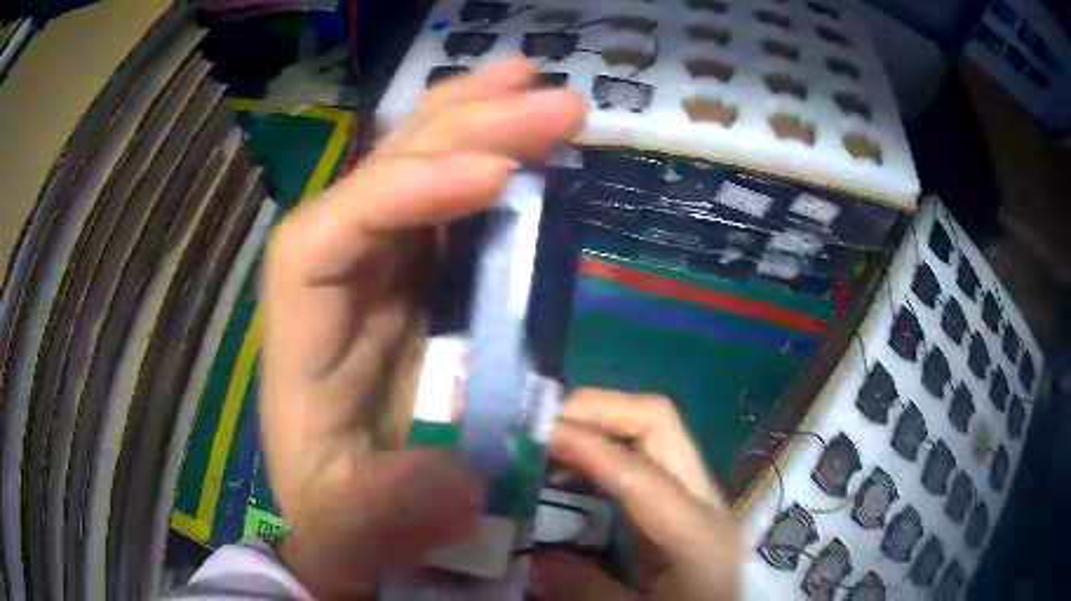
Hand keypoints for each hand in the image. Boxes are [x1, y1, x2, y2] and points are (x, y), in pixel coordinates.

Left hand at [260, 58, 584, 598]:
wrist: (354, 527)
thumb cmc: (344, 525)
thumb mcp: (353, 537)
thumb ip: (384, 518)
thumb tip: (458, 479)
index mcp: (300, 342)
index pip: (324, 238)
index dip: (399, 194)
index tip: (494, 176)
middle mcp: (333, 288)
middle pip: (378, 180)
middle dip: (459, 128)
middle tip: (544, 93)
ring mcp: (377, 278)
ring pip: (414, 173)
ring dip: (474, 122)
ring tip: (536, 84)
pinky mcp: (417, 285)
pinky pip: (450, 207)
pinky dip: (489, 165)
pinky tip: (525, 142)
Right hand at [530, 390, 739, 600]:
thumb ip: (588, 590)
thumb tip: (534, 559)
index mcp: (698, 533)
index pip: (638, 471)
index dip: (585, 445)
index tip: (535, 432)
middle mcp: (705, 501)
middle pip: (660, 423)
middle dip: (600, 410)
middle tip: (544, 423)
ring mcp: (698, 499)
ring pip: (655, 433)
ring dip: (602, 425)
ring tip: (550, 441)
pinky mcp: (684, 508)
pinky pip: (646, 459)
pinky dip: (607, 451)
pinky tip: (574, 472)